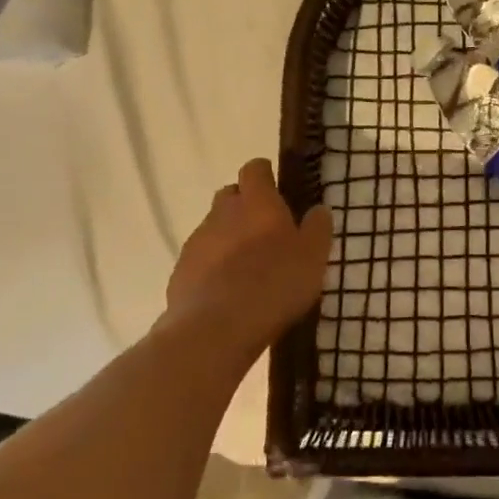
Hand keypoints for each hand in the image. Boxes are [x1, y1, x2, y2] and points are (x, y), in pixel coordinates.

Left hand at [165, 159, 333, 363]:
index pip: (255, 168)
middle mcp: (223, 212)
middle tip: (265, 232)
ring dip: (228, 238)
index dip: (265, 175)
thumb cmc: (274, 284)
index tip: (277, 190)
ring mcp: (197, 242)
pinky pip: (199, 259)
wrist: (215, 330)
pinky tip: (226, 293)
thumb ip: (317, 228)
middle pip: (230, 195)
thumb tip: (318, 209)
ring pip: (214, 228)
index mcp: (257, 201)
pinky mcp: (180, 272)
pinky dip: (212, 267)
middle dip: (244, 206)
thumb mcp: (314, 257)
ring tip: (247, 268)